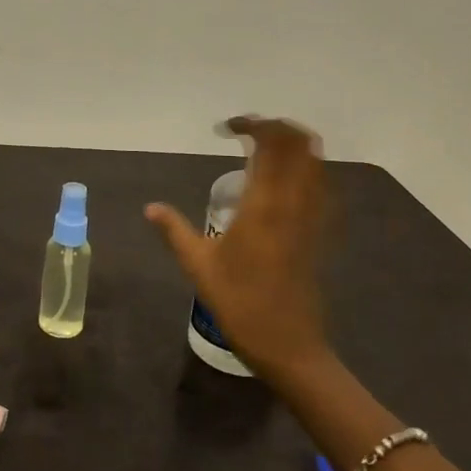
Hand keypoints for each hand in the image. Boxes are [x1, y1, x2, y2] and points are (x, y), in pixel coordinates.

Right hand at [145, 117, 329, 382]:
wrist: (288, 345)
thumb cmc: (239, 303)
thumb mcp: (198, 266)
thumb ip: (174, 230)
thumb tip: (150, 208)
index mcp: (262, 205)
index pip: (269, 146)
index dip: (252, 125)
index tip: (226, 129)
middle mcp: (294, 203)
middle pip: (300, 144)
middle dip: (276, 127)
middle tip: (247, 132)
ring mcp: (312, 217)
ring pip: (316, 162)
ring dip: (293, 144)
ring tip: (263, 148)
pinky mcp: (319, 232)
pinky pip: (320, 185)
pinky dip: (305, 168)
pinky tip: (282, 181)